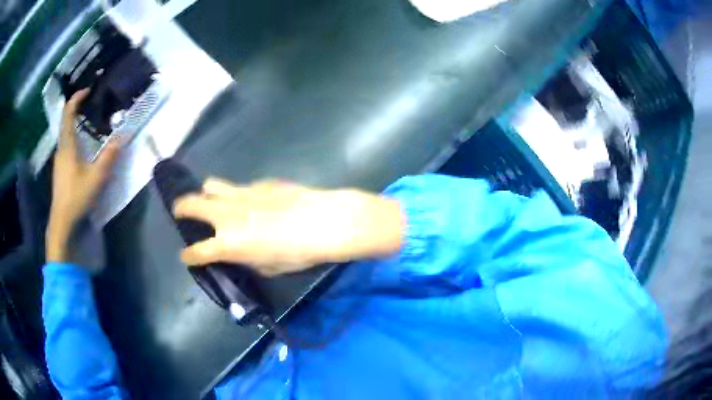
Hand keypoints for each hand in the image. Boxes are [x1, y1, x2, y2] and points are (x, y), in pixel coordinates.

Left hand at [46, 89, 119, 262]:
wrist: (62, 222)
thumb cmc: (76, 197)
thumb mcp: (96, 178)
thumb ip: (109, 157)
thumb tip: (121, 138)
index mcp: (67, 145)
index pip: (68, 113)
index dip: (76, 98)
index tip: (88, 89)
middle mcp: (61, 149)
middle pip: (66, 121)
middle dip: (77, 109)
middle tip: (92, 104)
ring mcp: (59, 160)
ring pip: (66, 134)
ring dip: (76, 124)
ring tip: (89, 122)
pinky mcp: (60, 170)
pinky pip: (66, 146)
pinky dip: (74, 137)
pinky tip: (83, 146)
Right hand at [173, 179, 404, 275]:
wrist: (324, 221)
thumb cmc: (298, 253)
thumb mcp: (269, 267)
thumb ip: (248, 260)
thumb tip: (241, 254)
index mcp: (228, 243)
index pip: (197, 251)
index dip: (188, 255)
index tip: (186, 256)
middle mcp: (227, 215)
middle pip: (192, 204)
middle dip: (181, 207)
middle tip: (180, 211)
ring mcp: (241, 194)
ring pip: (212, 186)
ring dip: (206, 194)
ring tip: (211, 201)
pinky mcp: (259, 184)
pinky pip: (240, 188)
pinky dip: (238, 196)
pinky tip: (254, 202)